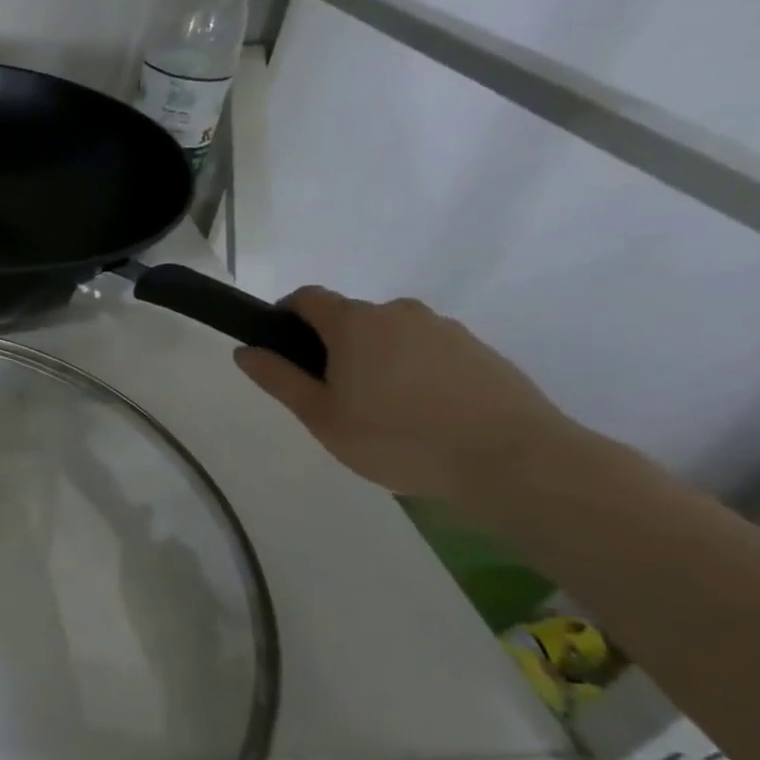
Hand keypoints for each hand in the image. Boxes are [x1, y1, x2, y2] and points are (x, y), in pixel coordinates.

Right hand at [233, 287, 572, 502]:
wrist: (515, 461)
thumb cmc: (399, 438)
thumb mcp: (322, 416)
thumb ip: (279, 379)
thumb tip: (245, 350)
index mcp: (355, 323)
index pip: (308, 298)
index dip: (286, 315)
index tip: (282, 348)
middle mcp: (399, 313)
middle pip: (351, 318)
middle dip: (334, 347)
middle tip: (334, 397)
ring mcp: (446, 330)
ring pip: (392, 336)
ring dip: (377, 360)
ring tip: (384, 413)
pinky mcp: (481, 352)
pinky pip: (430, 352)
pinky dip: (416, 373)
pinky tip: (425, 416)